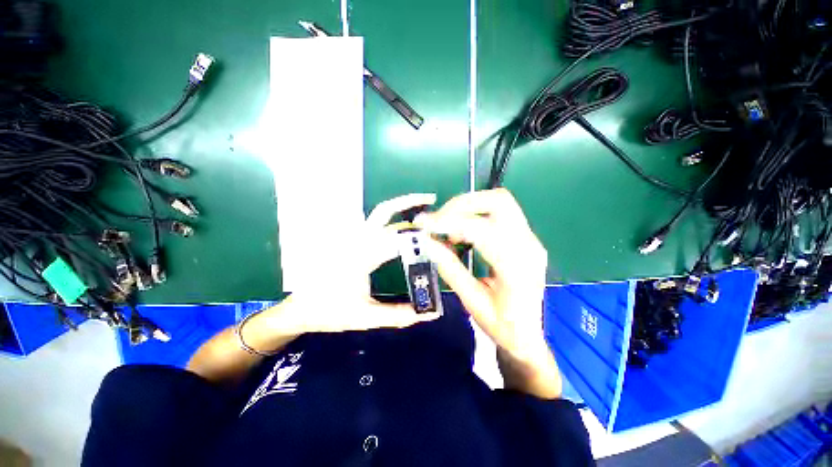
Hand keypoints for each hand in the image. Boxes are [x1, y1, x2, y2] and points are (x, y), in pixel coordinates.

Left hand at [284, 193, 442, 333]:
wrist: (301, 309)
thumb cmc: (330, 312)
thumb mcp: (366, 317)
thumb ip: (398, 315)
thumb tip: (428, 314)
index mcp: (361, 256)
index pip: (396, 238)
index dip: (419, 236)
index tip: (438, 237)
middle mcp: (357, 240)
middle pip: (384, 211)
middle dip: (409, 202)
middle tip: (431, 199)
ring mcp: (353, 238)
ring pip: (379, 213)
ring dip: (400, 207)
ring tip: (421, 207)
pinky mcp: (352, 241)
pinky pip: (375, 224)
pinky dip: (392, 218)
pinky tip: (403, 226)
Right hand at [415, 189, 549, 363]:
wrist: (530, 334)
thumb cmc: (502, 325)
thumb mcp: (472, 301)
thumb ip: (450, 268)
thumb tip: (428, 241)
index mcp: (517, 267)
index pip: (483, 229)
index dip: (450, 222)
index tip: (424, 223)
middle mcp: (529, 245)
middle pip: (499, 201)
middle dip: (462, 204)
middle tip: (438, 220)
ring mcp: (530, 239)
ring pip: (499, 202)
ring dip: (468, 208)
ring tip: (448, 229)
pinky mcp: (525, 237)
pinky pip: (499, 213)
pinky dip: (475, 215)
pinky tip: (462, 232)